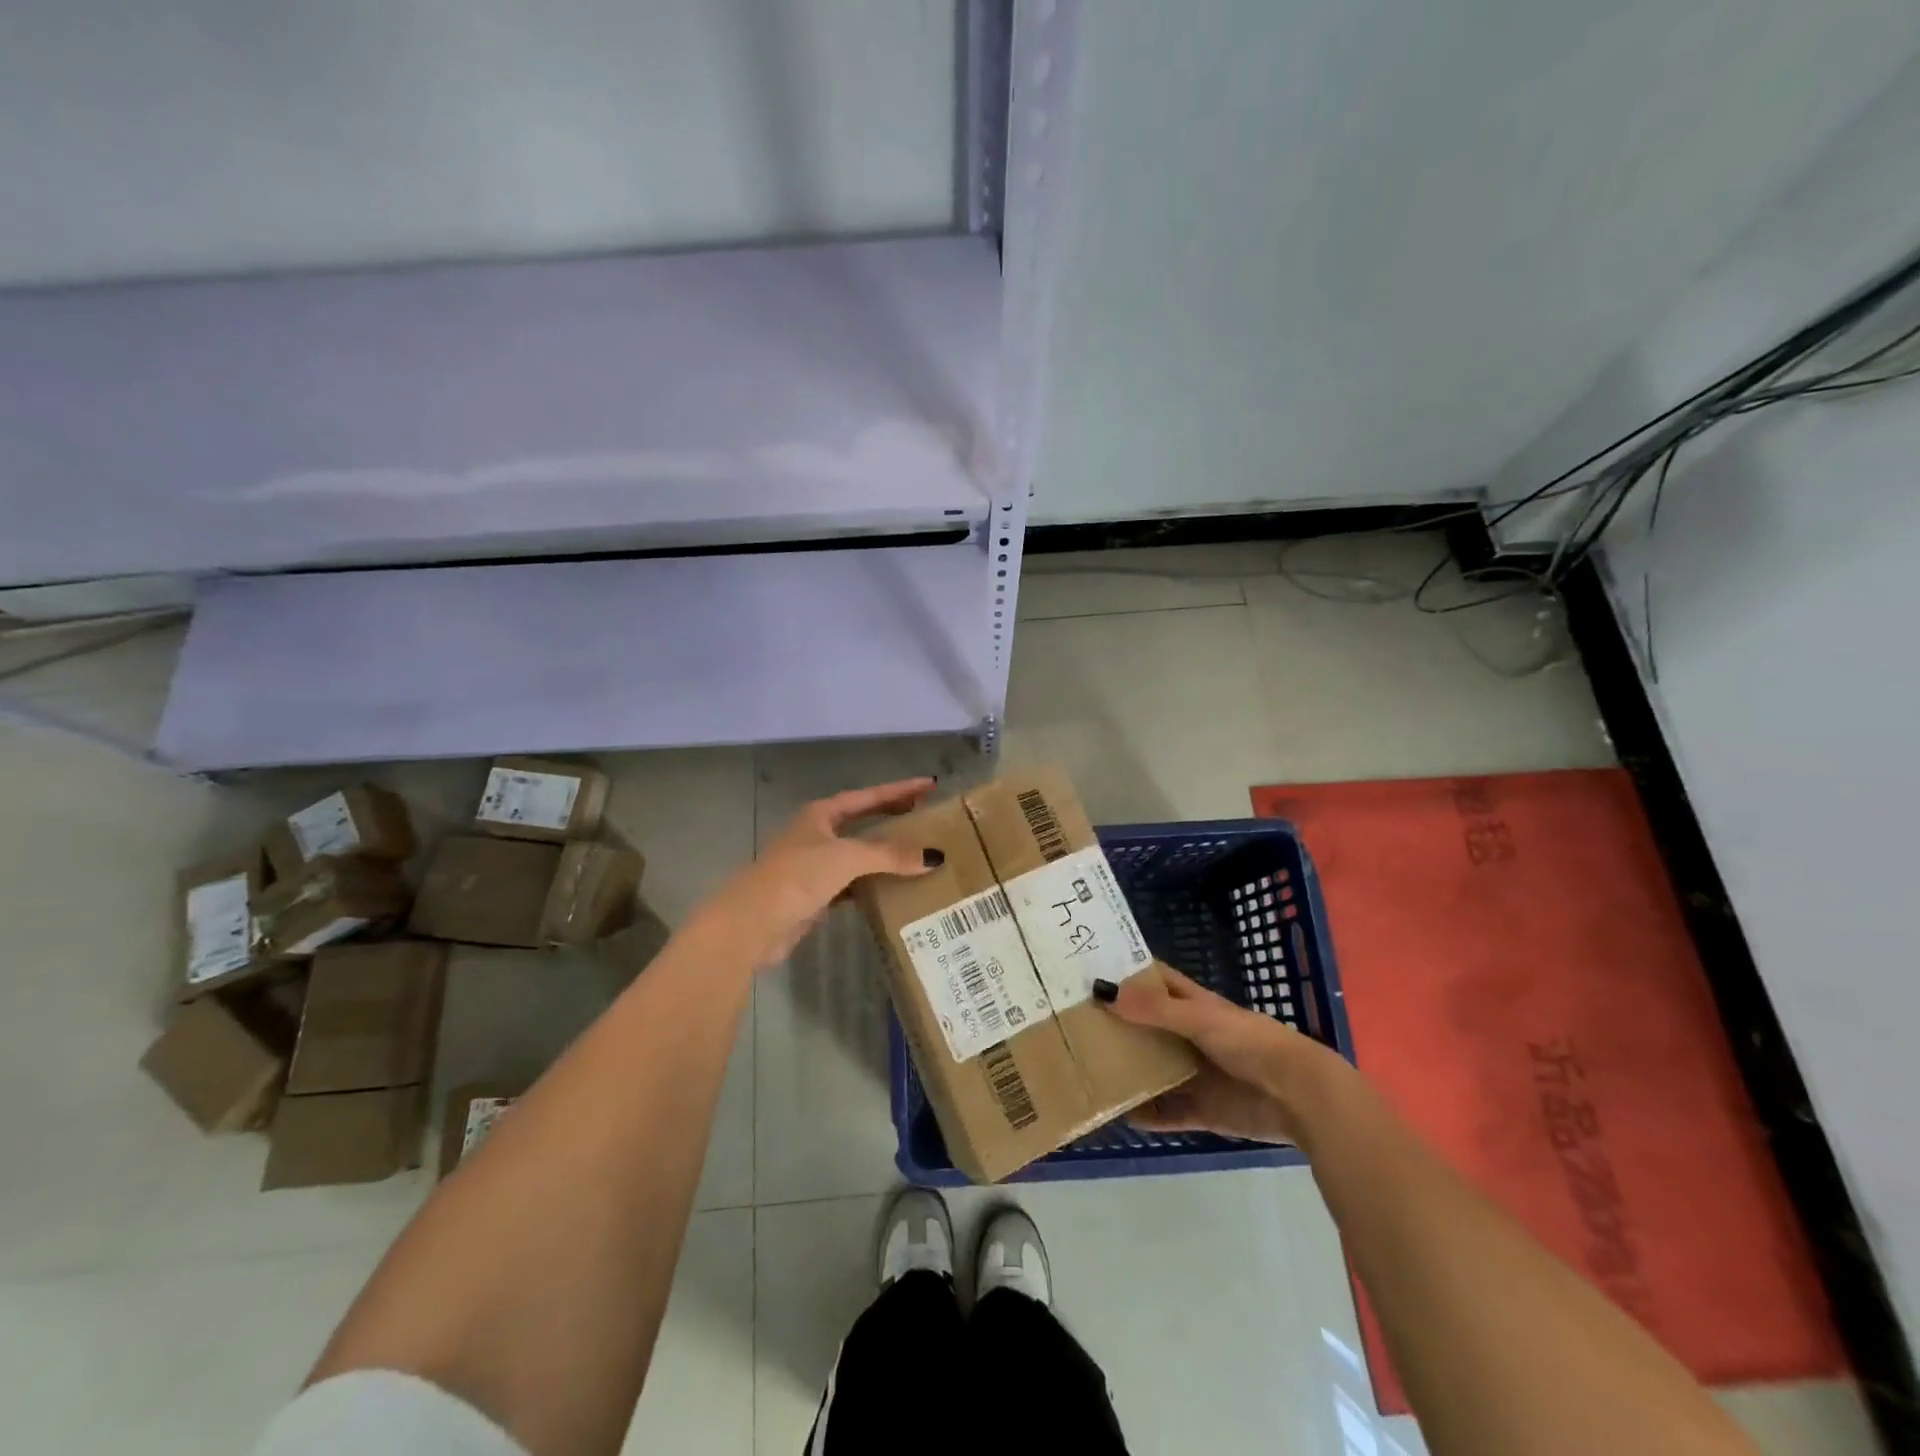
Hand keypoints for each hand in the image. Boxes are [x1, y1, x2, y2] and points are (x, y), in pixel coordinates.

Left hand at [686, 778, 939, 971]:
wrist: (751, 924)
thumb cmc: (796, 876)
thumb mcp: (846, 858)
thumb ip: (889, 854)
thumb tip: (934, 856)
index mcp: (821, 814)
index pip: (868, 796)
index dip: (899, 790)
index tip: (929, 784)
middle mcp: (817, 835)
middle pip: (863, 822)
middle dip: (893, 818)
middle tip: (927, 816)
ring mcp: (814, 866)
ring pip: (859, 855)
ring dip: (885, 854)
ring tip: (920, 854)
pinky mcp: (815, 896)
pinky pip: (853, 884)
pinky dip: (874, 884)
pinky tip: (895, 889)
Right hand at [1109, 967, 1340, 1144]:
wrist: (1298, 1095)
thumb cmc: (1249, 1042)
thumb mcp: (1200, 1019)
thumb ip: (1155, 1010)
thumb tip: (1105, 996)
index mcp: (1194, 1006)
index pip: (1156, 981)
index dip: (1128, 975)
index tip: (1091, 974)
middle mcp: (1192, 1036)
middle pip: (1149, 1027)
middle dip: (1119, 1026)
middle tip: (1076, 1026)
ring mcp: (1198, 1075)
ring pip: (1156, 1070)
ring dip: (1131, 1071)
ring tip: (1090, 1071)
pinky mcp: (1205, 1110)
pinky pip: (1170, 1113)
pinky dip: (1150, 1116)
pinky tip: (1122, 1117)